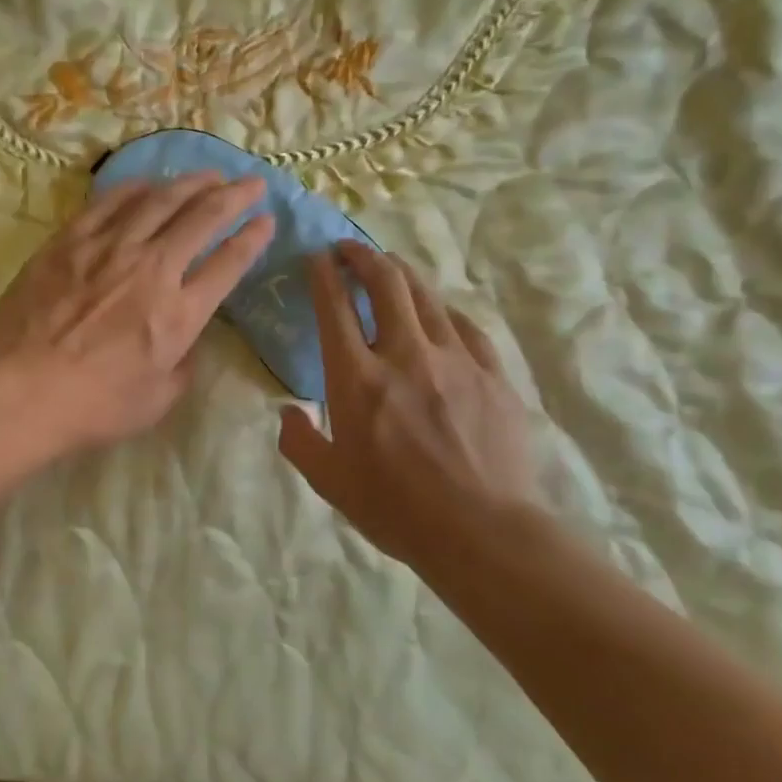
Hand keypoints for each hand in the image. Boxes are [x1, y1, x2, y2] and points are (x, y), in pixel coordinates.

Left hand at [0, 173, 273, 463]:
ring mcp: (109, 249)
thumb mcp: (157, 401)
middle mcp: (153, 269)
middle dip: (235, 196)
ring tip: (209, 175)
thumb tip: (186, 339)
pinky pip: (109, 202)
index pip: (229, 263)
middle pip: (203, 218)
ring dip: (191, 183)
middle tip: (251, 183)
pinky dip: (135, 188)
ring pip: (159, 200)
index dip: (253, 238)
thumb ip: (182, 364)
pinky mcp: (69, 241)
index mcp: (180, 313)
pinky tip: (148, 183)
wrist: (20, 392)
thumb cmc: (93, 408)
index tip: (266, 221)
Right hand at [278, 241, 540, 576]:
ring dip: (402, 273)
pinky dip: (444, 311)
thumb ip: (300, 442)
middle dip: (362, 257)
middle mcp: (404, 355)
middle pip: (385, 284)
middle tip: (349, 249)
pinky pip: (466, 326)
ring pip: (426, 296)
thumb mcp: (329, 483)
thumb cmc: (396, 509)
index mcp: (357, 379)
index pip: (335, 308)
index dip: (324, 275)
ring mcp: (454, 360)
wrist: (482, 531)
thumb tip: (290, 413)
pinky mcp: (492, 374)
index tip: (317, 258)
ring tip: (389, 266)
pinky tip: (440, 312)